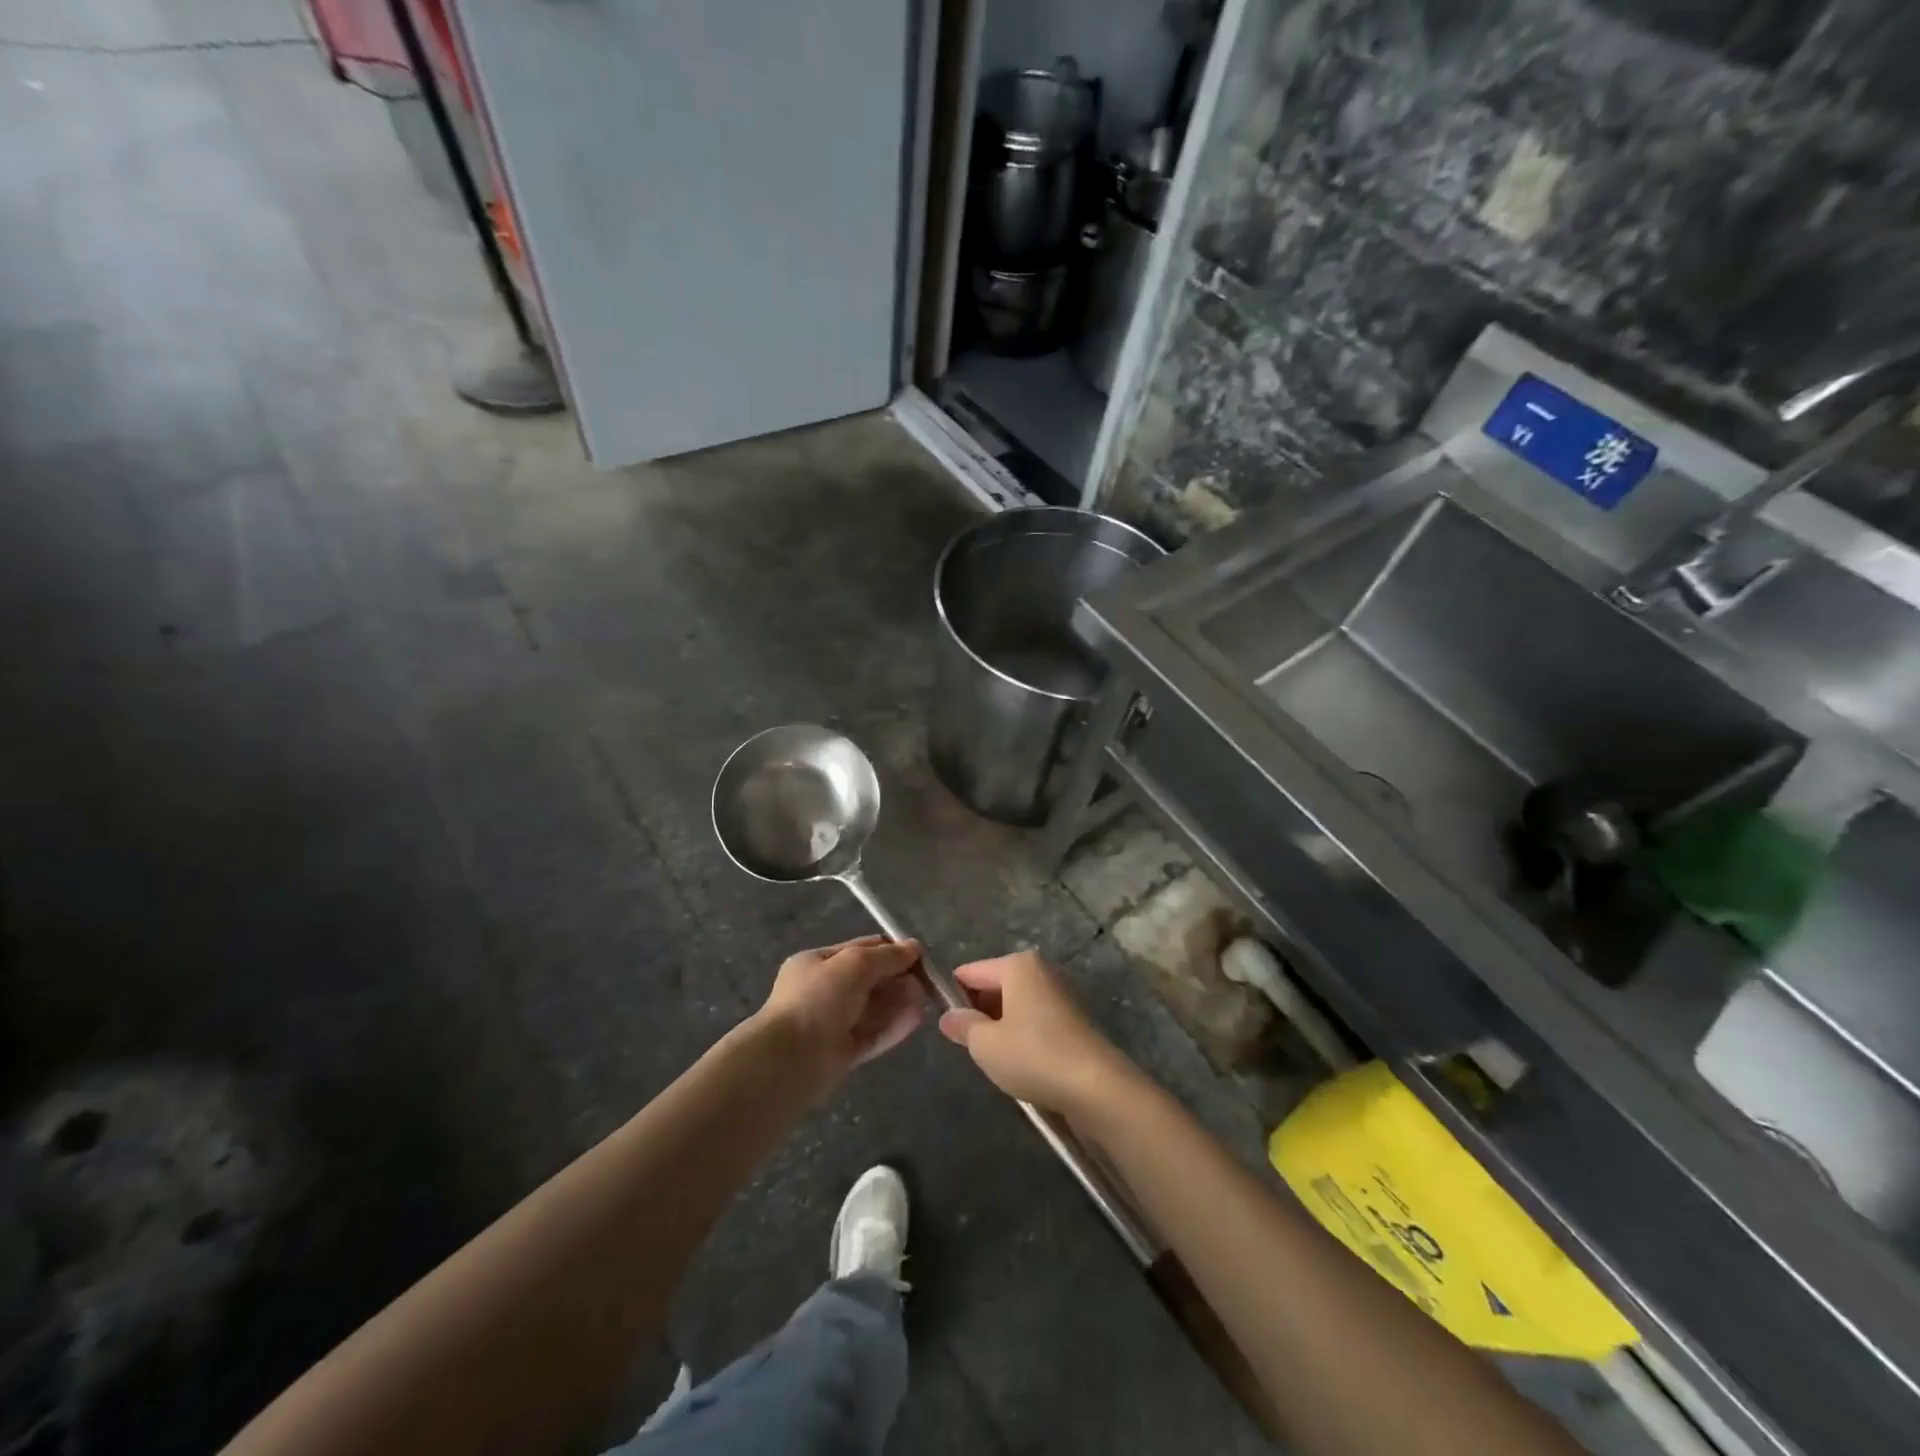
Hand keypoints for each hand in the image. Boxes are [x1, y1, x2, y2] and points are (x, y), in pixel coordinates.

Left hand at [756, 935, 927, 1079]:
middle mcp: (822, 992)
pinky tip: (917, 1018)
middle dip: (897, 977)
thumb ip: (887, 956)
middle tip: (927, 979)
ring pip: (872, 1008)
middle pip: (868, 980)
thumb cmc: (818, 999)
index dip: (889, 950)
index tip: (919, 954)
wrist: (790, 1059)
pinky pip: (873, 1034)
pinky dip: (894, 1025)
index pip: (859, 949)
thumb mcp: (855, 964)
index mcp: (816, 963)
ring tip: (927, 996)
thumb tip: (914, 948)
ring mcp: (831, 1024)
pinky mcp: (842, 1053)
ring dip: (899, 1000)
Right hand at [937, 950, 1137, 1114]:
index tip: (944, 1024)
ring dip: (1000, 1026)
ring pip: (1014, 1003)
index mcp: (1016, 965)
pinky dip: (1022, 1034)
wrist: (1095, 1086)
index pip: (970, 972)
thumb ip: (963, 1026)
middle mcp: (1039, 970)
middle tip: (968, 1045)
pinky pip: (1033, 1018)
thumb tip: (948, 1016)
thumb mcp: (985, 1044)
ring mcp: (1059, 992)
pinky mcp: (1072, 1017)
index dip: (952, 996)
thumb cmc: (1033, 1055)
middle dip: (978, 1011)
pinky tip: (1020, 1061)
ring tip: (993, 1057)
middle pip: (994, 985)